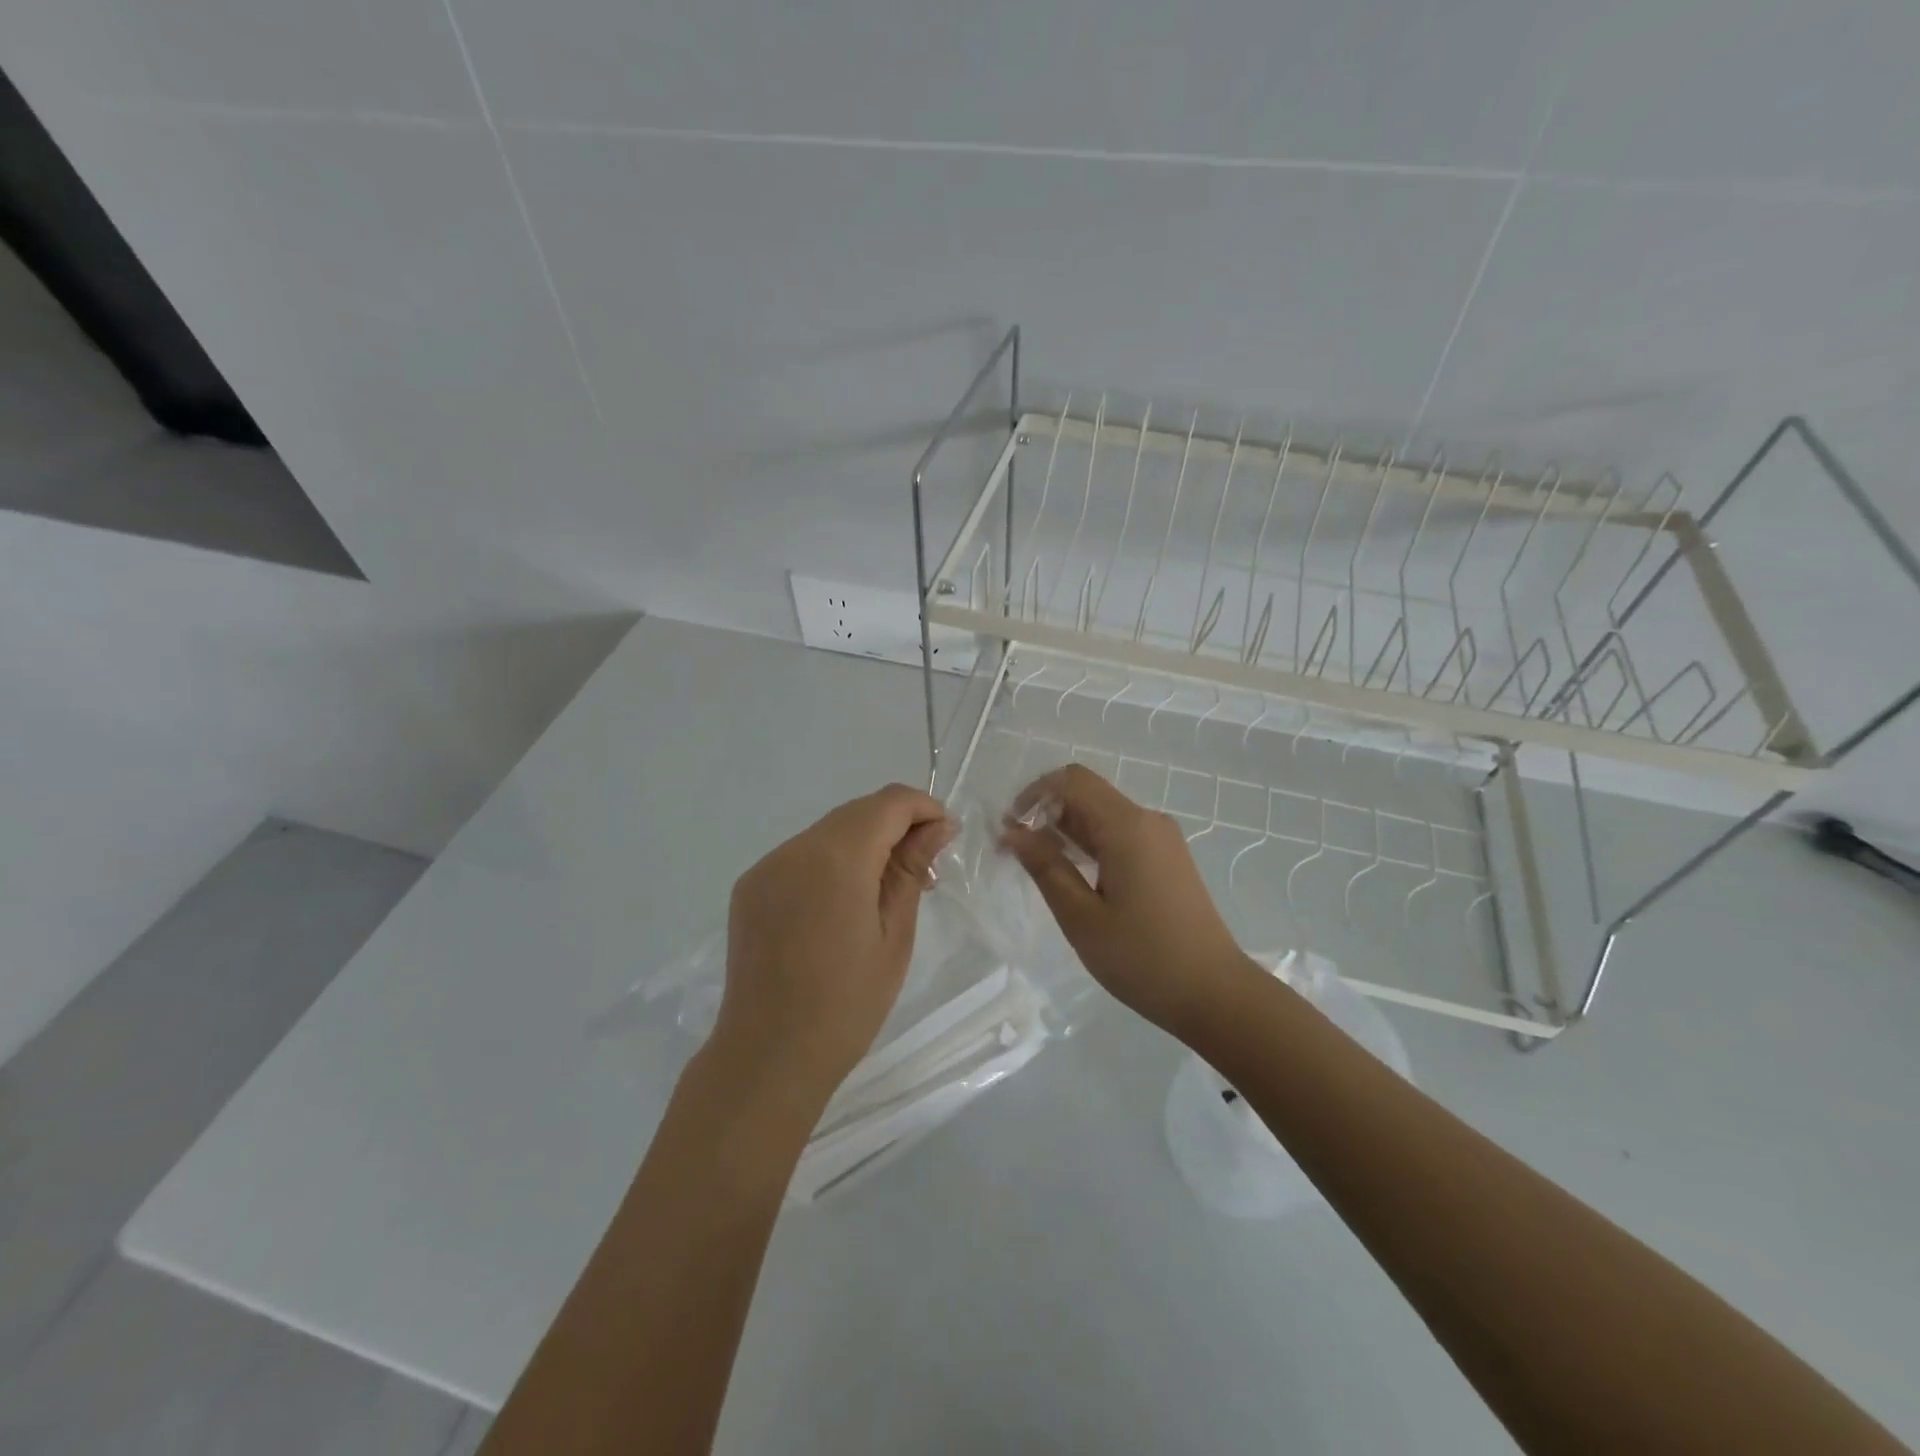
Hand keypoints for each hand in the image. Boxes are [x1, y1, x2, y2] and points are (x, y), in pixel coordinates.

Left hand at [715, 783, 954, 1106]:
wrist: (768, 1056)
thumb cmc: (847, 1004)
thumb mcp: (895, 936)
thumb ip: (912, 870)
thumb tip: (938, 826)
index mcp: (837, 858)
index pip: (889, 802)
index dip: (923, 808)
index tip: (945, 838)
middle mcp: (795, 849)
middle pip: (857, 812)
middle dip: (895, 827)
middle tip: (923, 871)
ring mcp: (766, 867)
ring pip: (827, 832)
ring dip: (863, 844)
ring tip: (884, 891)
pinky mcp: (749, 888)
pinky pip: (800, 856)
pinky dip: (830, 864)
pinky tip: (841, 904)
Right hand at [1002, 764, 1254, 1037]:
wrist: (1215, 994)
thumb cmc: (1143, 958)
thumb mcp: (1081, 916)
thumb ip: (1045, 866)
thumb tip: (1014, 831)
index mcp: (1127, 826)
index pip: (1072, 780)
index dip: (1034, 794)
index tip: (1011, 829)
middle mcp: (1147, 820)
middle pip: (1087, 794)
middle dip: (1047, 813)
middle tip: (1018, 854)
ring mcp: (1162, 839)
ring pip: (1103, 815)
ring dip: (1067, 831)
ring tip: (1041, 869)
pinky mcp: (1168, 859)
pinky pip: (1121, 835)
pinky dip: (1091, 845)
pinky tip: (1077, 879)